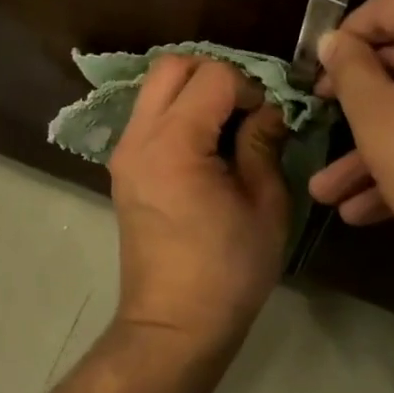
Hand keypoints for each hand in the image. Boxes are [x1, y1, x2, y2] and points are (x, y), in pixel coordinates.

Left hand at [107, 56, 290, 357]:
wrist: (172, 326)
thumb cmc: (227, 271)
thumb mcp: (265, 205)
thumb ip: (263, 144)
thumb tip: (270, 110)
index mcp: (174, 143)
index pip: (213, 76)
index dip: (249, 86)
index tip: (268, 118)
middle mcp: (140, 137)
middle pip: (171, 66)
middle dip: (214, 74)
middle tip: (245, 108)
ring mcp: (124, 151)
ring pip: (155, 87)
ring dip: (193, 90)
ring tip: (227, 125)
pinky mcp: (123, 168)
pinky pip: (149, 115)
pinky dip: (177, 111)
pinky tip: (205, 144)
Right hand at [308, 0, 393, 365]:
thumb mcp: (380, 118)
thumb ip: (348, 70)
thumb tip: (333, 41)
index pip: (384, 10)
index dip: (339, 46)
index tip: (311, 82)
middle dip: (356, 111)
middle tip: (315, 132)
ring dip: (379, 148)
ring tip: (328, 195)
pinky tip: (367, 210)